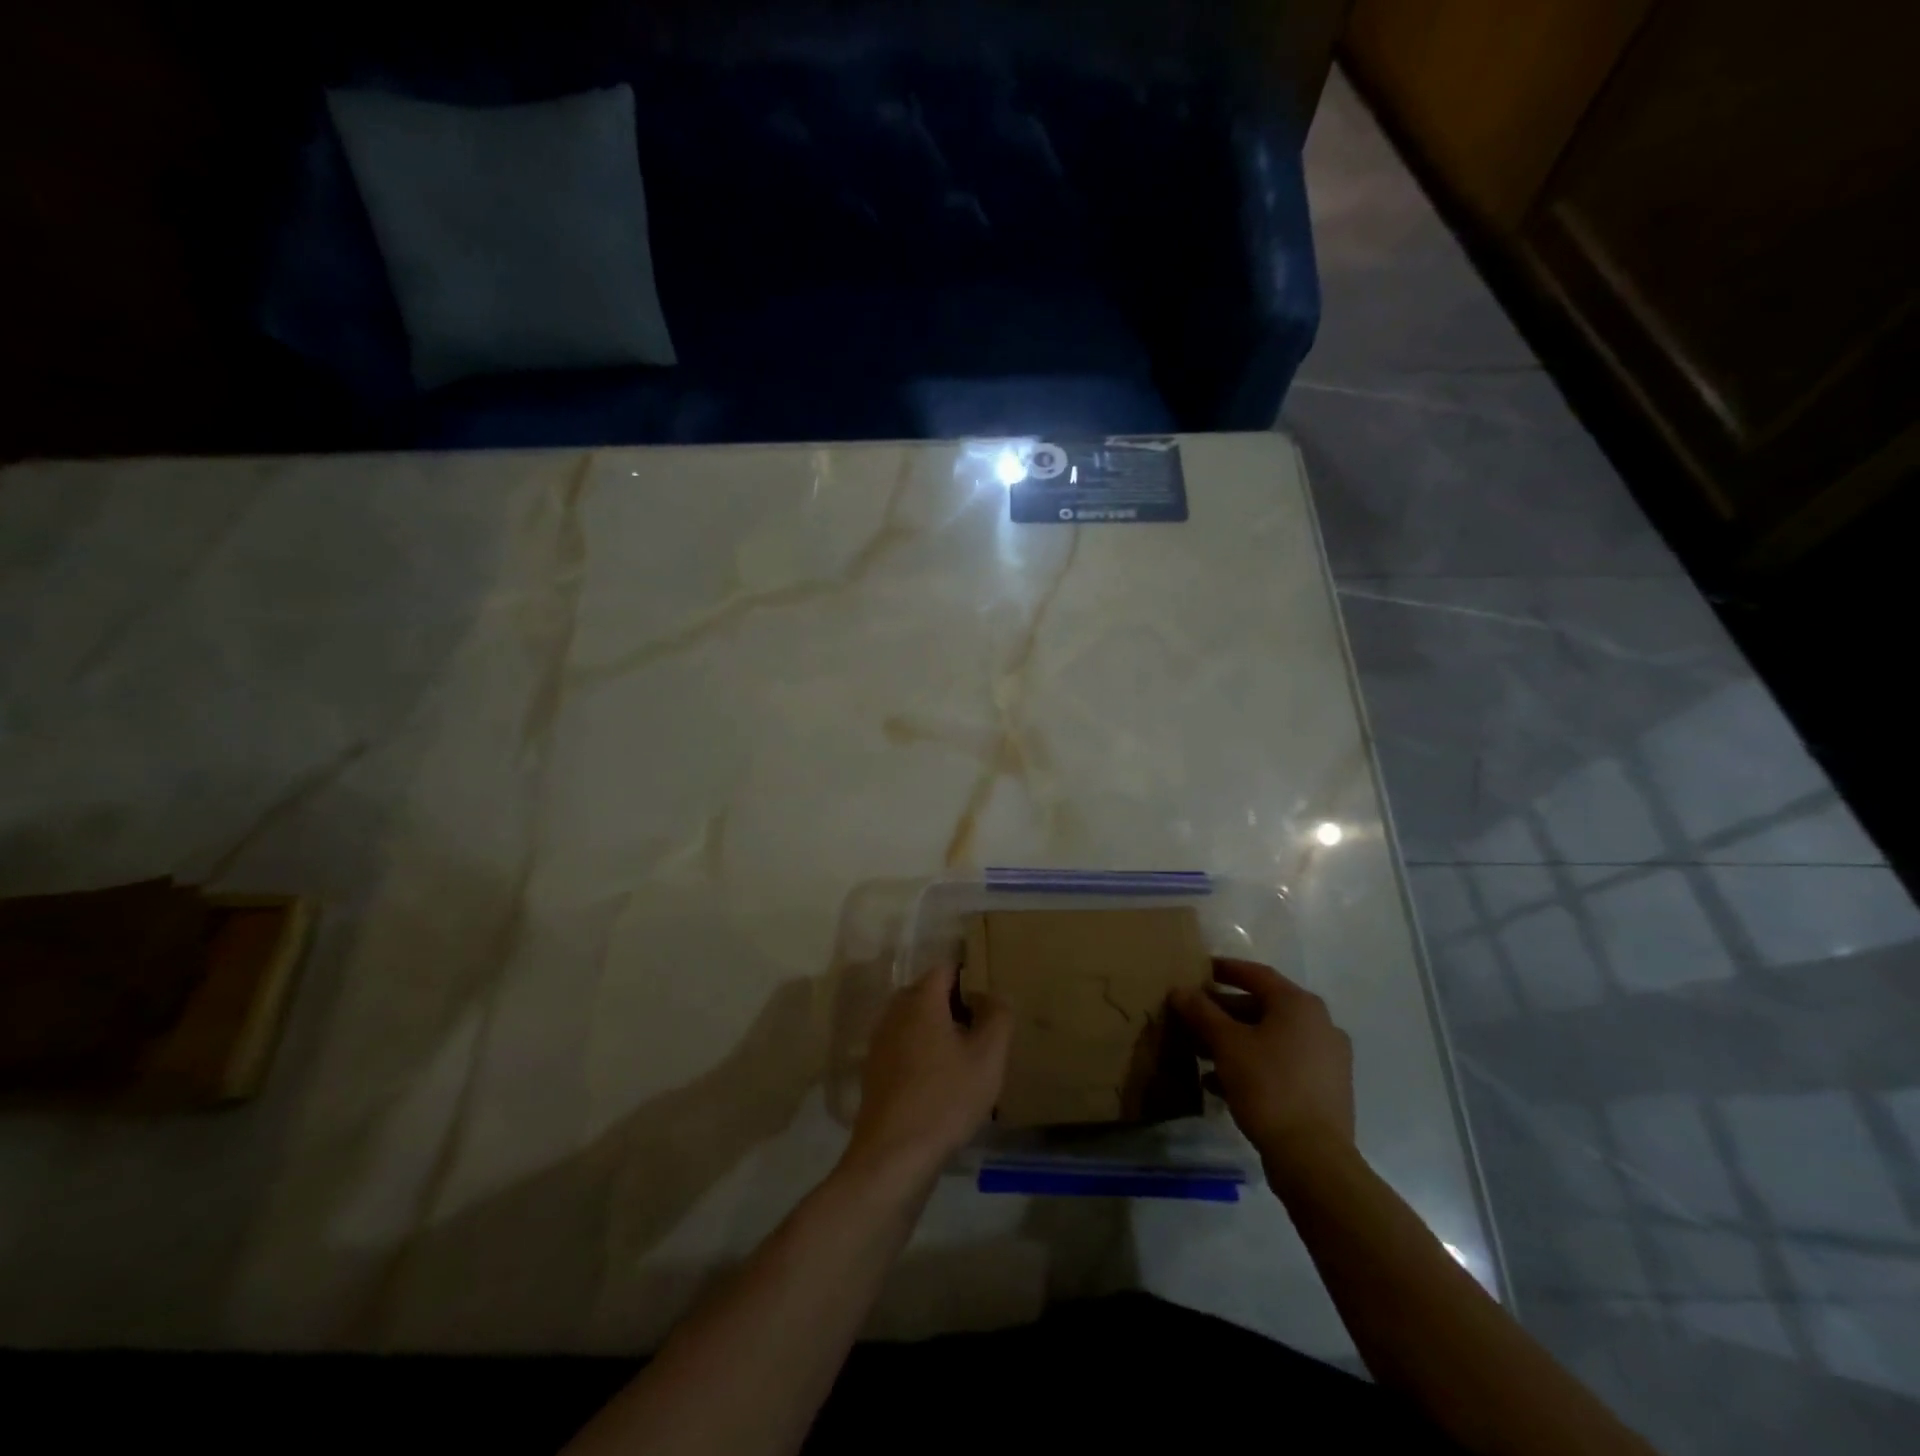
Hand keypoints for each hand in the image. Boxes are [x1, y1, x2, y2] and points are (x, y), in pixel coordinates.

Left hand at [841, 964, 1011, 1190]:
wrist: (893, 1156)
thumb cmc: (946, 1098)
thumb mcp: (988, 1056)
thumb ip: (998, 1016)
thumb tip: (992, 995)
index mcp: (920, 1000)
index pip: (946, 968)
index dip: (971, 976)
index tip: (992, 999)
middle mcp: (895, 1012)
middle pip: (929, 993)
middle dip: (956, 1004)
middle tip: (984, 1029)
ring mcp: (881, 1042)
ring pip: (916, 1021)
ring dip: (940, 1031)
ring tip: (968, 1058)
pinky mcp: (875, 1071)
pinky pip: (905, 1047)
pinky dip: (924, 1053)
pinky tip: (943, 1083)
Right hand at [1172, 958, 1353, 1176]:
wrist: (1313, 1158)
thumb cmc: (1268, 1086)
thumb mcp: (1226, 1044)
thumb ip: (1201, 1012)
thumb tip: (1180, 990)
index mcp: (1300, 1005)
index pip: (1257, 974)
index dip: (1226, 969)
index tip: (1200, 969)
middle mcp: (1320, 1024)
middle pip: (1264, 1007)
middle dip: (1225, 1011)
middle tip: (1194, 1015)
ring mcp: (1328, 1059)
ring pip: (1272, 1038)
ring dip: (1236, 1040)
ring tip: (1201, 1052)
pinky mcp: (1326, 1089)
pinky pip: (1283, 1063)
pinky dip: (1254, 1064)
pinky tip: (1222, 1084)